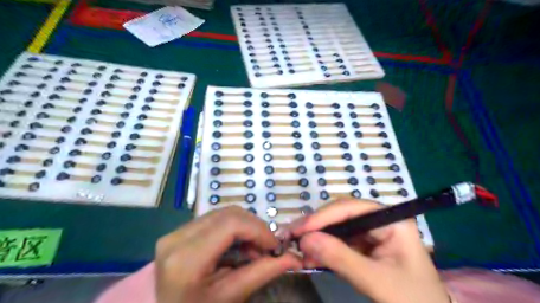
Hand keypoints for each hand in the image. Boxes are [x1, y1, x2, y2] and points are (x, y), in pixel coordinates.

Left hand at [155, 206, 301, 302]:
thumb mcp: (232, 296)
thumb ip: (263, 272)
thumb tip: (295, 257)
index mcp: (186, 259)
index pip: (231, 224)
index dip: (258, 229)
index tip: (275, 245)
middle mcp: (176, 238)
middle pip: (228, 214)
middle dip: (254, 227)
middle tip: (266, 248)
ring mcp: (175, 232)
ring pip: (223, 213)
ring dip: (245, 227)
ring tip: (253, 249)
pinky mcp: (178, 231)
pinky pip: (214, 219)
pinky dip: (233, 228)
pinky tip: (238, 246)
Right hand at [293, 200, 449, 302]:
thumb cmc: (412, 301)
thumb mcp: (376, 281)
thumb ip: (340, 258)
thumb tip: (305, 240)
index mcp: (391, 220)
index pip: (350, 209)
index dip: (322, 217)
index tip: (299, 230)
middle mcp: (380, 221)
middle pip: (341, 216)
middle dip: (316, 228)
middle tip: (292, 238)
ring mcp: (372, 234)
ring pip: (337, 229)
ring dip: (317, 239)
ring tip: (298, 251)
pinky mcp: (365, 247)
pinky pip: (339, 243)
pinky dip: (323, 250)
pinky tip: (310, 258)